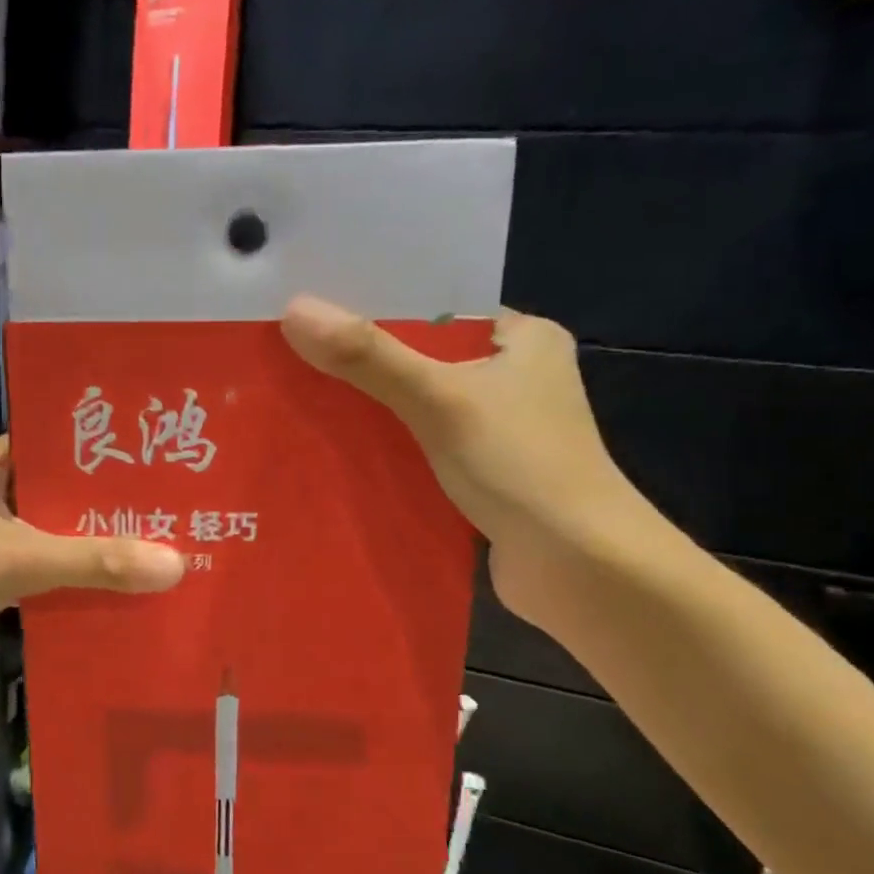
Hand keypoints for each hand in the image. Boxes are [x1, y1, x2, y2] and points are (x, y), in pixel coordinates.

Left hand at [0, 437, 184, 668]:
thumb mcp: (18, 561)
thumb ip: (92, 561)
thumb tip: (175, 563)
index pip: (54, 440)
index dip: (101, 447)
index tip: (152, 459)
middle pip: (54, 490)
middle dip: (101, 504)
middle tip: (162, 512)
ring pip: (42, 531)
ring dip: (81, 543)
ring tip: (142, 549)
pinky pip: (26, 566)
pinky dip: (57, 576)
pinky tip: (94, 591)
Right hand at [280, 297, 655, 625]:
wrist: (578, 566)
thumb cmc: (520, 464)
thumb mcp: (439, 399)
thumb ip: (368, 356)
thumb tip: (295, 309)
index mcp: (523, 339)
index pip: (438, 308)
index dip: (376, 307)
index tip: (315, 310)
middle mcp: (515, 377)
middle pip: (423, 358)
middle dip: (364, 363)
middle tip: (296, 356)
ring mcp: (501, 429)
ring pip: (420, 405)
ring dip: (373, 409)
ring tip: (303, 397)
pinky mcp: (486, 472)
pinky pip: (424, 446)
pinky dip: (389, 448)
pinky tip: (340, 449)